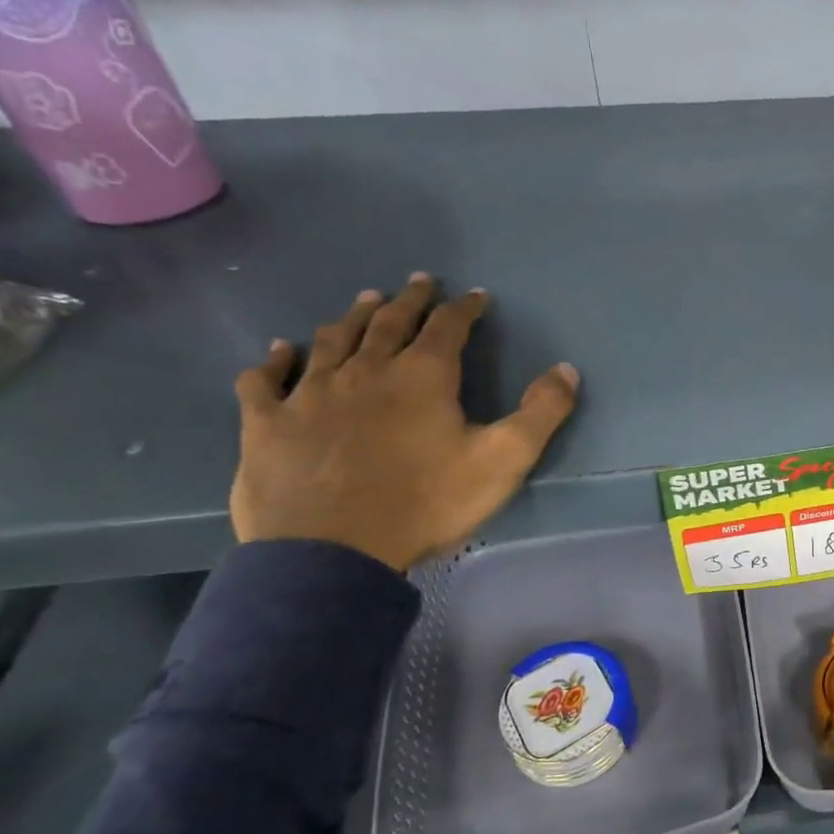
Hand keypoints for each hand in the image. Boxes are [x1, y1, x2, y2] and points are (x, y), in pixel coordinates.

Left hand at [230, 274, 578, 571]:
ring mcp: (310, 394)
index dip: (464, 309)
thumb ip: (541, 413)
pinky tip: (280, 352)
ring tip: (364, 301)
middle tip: (418, 282)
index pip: (447, 327)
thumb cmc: (426, 503)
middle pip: (388, 322)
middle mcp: (365, 371)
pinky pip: (266, 380)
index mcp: (422, 377)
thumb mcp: (503, 460)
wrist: (333, 551)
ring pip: (332, 341)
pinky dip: (275, 361)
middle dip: (408, 300)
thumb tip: (567, 368)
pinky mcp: (268, 423)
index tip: (475, 296)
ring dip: (352, 317)